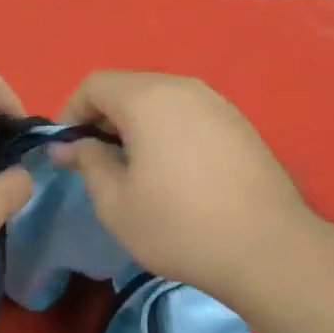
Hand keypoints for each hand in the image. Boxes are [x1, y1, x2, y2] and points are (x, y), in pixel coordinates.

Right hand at [52, 70, 322, 307]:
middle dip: (104, 117)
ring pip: (161, 99)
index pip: (94, 84)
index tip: (67, 149)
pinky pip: (189, 114)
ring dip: (137, 124)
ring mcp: (217, 103)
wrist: (266, 248)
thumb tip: (68, 146)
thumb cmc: (179, 226)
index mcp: (148, 98)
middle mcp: (184, 87)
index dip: (71, 112)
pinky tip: (174, 171)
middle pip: (129, 87)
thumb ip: (88, 162)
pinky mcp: (239, 123)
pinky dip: (168, 130)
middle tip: (97, 161)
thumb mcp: (116, 203)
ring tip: (135, 168)